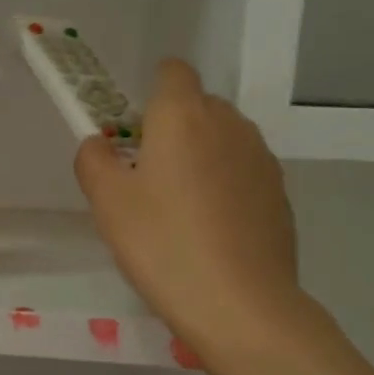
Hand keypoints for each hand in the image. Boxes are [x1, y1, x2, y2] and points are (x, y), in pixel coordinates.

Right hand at [76, 59, 307, 357]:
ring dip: (201, 159)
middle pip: (198, 106)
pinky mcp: (279, 193)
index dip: (151, 93)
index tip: (134, 132)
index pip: (172, 71)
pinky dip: (225, 188)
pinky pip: (243, 174)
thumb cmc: (162, 245)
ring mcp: (261, 158)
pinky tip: (212, 234)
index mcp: (183, 115)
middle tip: (147, 180)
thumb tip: (100, 145)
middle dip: (173, 130)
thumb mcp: (107, 203)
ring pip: (223, 141)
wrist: (239, 303)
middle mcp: (229, 123)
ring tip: (181, 212)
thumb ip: (94, 160)